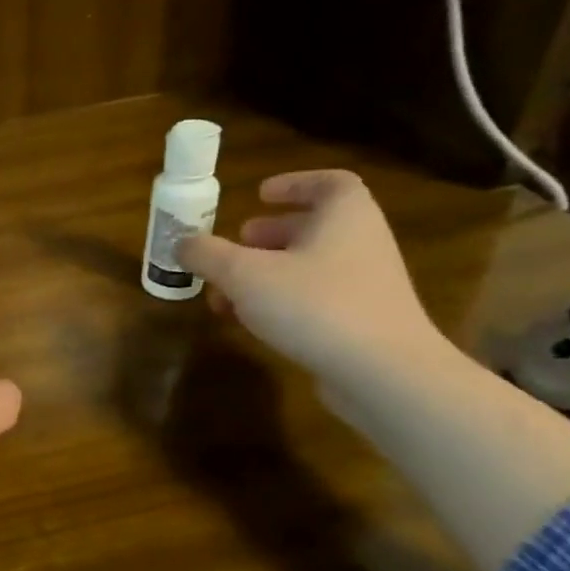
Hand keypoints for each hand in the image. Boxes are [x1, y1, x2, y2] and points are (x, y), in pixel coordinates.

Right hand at [186, 169, 569, 570]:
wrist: (390, 386)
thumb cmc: (323, 313)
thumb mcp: (248, 275)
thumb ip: (209, 256)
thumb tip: (179, 244)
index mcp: (347, 222)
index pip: (328, 185)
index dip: (293, 183)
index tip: (258, 193)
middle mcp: (364, 254)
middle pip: (317, 232)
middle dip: (273, 234)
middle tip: (235, 242)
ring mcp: (371, 297)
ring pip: (314, 273)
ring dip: (273, 275)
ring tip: (227, 290)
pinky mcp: (365, 338)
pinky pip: (317, 308)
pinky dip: (284, 308)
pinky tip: (251, 327)